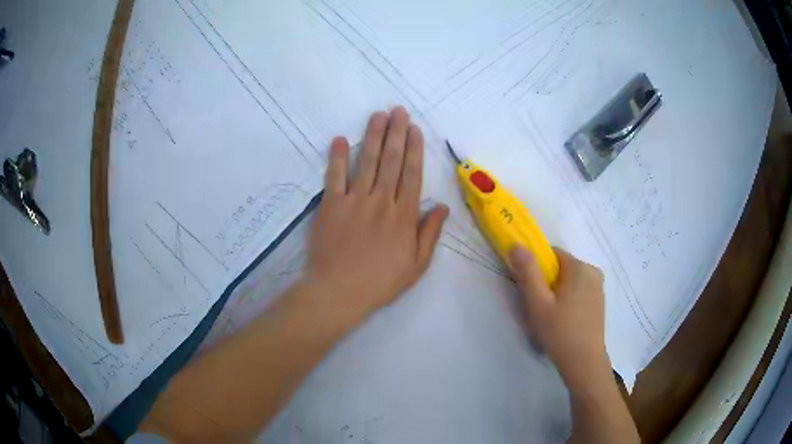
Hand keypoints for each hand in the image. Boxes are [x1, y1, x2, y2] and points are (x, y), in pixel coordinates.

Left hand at [302, 107, 448, 322]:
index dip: (414, 150)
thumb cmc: (380, 282)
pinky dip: (337, 157)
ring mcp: (354, 201)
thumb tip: (443, 206)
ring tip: (378, 115)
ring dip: (373, 136)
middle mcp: (381, 202)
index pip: (411, 175)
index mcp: (404, 216)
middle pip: (391, 161)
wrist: (339, 292)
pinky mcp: (330, 205)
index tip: (415, 129)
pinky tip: (341, 139)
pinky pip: (334, 177)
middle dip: (396, 133)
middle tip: (398, 111)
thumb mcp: (416, 265)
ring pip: (367, 162)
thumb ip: (429, 233)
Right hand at [509, 246, 608, 385]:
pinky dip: (568, 298)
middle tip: (539, 306)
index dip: (537, 268)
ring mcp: (598, 287)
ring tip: (551, 315)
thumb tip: (516, 245)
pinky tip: (564, 319)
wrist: (584, 362)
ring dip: (558, 291)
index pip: (552, 254)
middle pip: (562, 267)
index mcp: (580, 267)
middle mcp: (592, 272)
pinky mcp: (599, 301)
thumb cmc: (560, 331)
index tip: (530, 289)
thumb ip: (528, 272)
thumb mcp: (538, 303)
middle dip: (547, 281)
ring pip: (570, 280)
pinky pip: (579, 290)